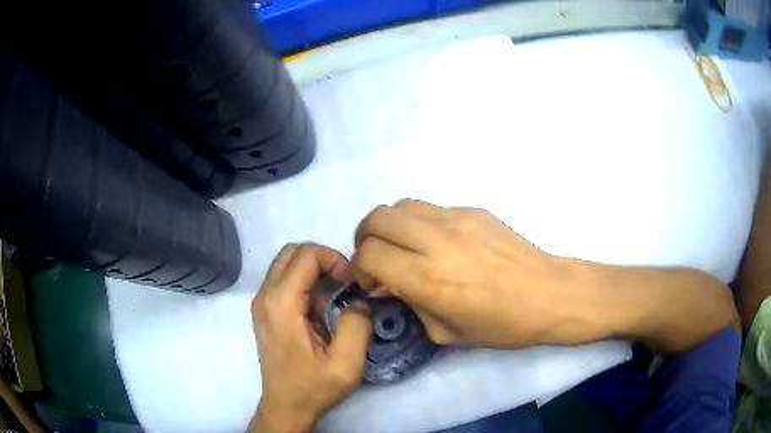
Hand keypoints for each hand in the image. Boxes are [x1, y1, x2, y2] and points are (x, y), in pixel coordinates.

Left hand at [250, 243, 371, 432]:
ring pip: (287, 262)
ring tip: (335, 296)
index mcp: (281, 303)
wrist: (286, 406)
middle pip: (293, 251)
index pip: (306, 254)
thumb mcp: (346, 363)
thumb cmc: (313, 387)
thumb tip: (359, 299)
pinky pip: (284, 279)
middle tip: (345, 284)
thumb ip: (357, 325)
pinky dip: (305, 281)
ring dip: (314, 270)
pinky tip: (320, 308)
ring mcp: (261, 301)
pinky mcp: (264, 310)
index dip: (335, 260)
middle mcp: (265, 295)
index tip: (353, 284)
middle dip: (324, 259)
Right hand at [352, 200, 602, 347]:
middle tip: (375, 256)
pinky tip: (437, 243)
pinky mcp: (473, 209)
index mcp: (428, 279)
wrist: (548, 294)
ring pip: (401, 205)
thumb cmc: (501, 324)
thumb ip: (410, 305)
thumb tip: (388, 285)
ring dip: (390, 225)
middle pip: (377, 218)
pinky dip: (420, 224)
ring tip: (401, 245)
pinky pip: (432, 208)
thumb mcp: (445, 332)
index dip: (360, 267)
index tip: (369, 280)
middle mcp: (437, 242)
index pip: (371, 255)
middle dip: (365, 237)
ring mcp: (457, 219)